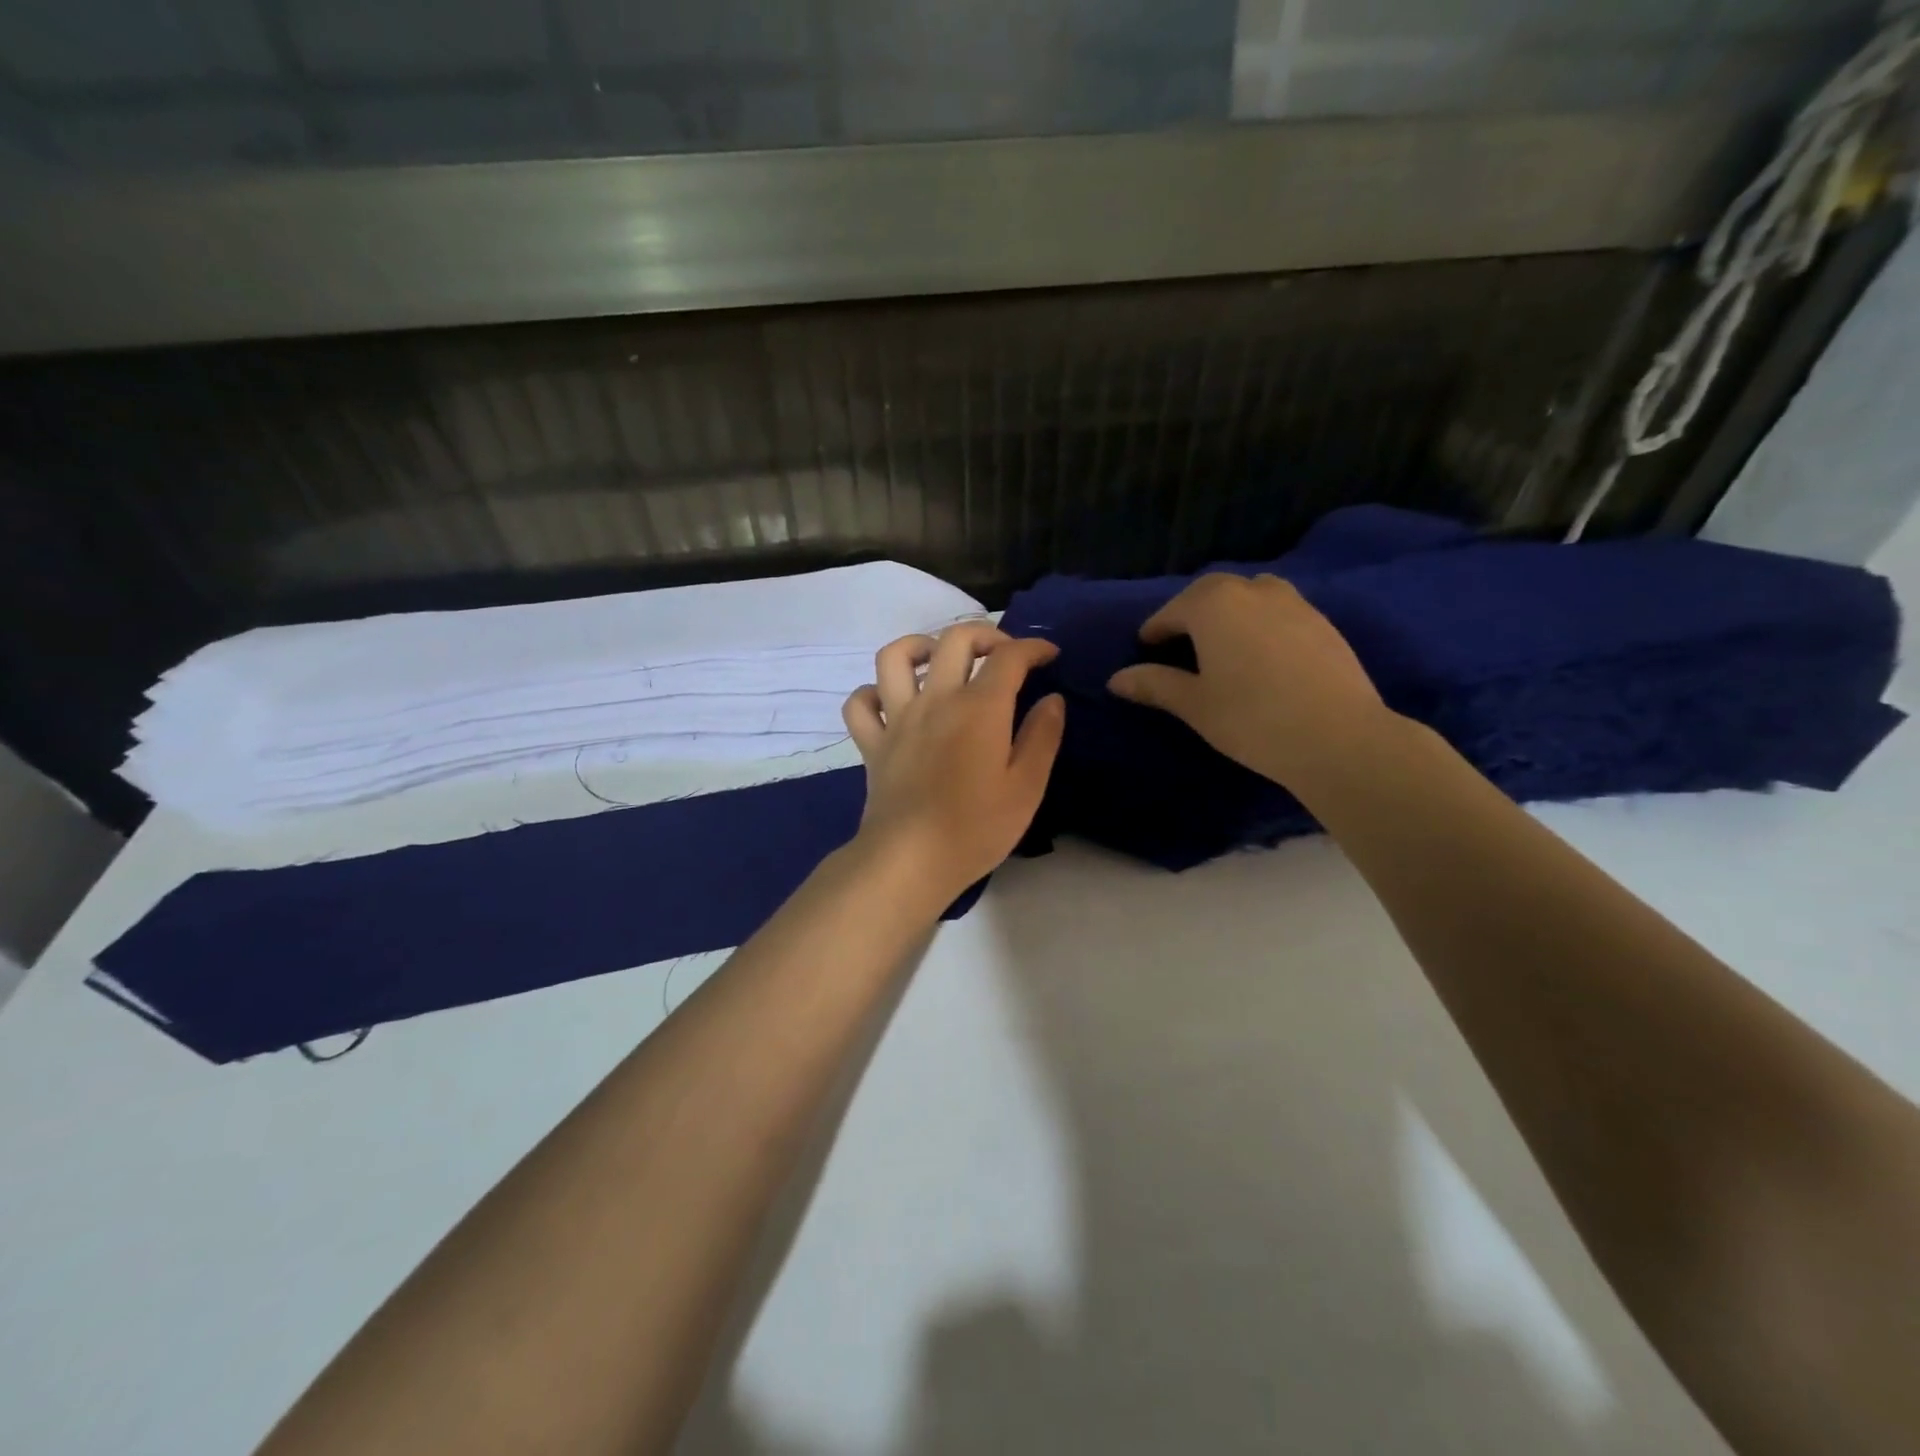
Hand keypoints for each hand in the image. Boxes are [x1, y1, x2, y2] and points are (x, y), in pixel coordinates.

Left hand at [843, 624, 1065, 902]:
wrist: (911, 859)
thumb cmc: (976, 827)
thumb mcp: (1027, 787)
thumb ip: (1042, 737)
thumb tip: (1051, 699)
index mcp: (979, 708)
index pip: (1009, 656)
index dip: (1033, 647)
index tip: (1049, 656)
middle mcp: (936, 699)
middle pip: (954, 639)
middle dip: (985, 634)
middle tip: (1002, 654)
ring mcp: (898, 718)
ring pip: (895, 657)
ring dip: (920, 646)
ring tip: (939, 660)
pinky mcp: (872, 743)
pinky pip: (860, 703)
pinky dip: (873, 694)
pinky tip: (892, 702)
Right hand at [1107, 573, 1392, 789]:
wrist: (1338, 737)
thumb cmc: (1251, 718)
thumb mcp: (1194, 704)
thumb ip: (1154, 684)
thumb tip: (1116, 679)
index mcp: (1214, 605)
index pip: (1173, 610)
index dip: (1155, 629)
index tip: (1146, 646)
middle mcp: (1253, 591)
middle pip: (1213, 592)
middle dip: (1191, 612)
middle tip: (1180, 642)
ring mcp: (1295, 603)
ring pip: (1251, 595)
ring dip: (1230, 611)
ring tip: (1222, 643)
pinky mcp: (1324, 623)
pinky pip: (1280, 611)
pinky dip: (1261, 623)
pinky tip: (1262, 655)